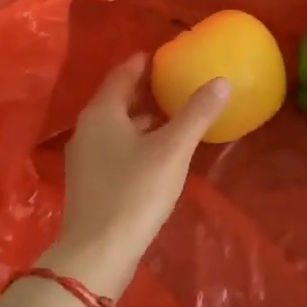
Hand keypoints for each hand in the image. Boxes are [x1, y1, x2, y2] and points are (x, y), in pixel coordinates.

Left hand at [46, 54, 229, 297]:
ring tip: (174, 116)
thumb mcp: (172, 150)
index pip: (122, 74)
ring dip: (143, 119)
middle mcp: (87, 129)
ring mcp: (85, 158)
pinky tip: (159, 154)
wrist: (98, 252)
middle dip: (146, 90)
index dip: (143, 63)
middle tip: (177, 83)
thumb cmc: (135, 192)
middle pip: (118, 100)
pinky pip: (116, 149)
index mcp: (102, 113)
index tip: (165, 55)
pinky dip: (137, 141)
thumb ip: (196, 114)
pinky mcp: (90, 183)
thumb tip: (221, 81)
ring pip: (117, 127)